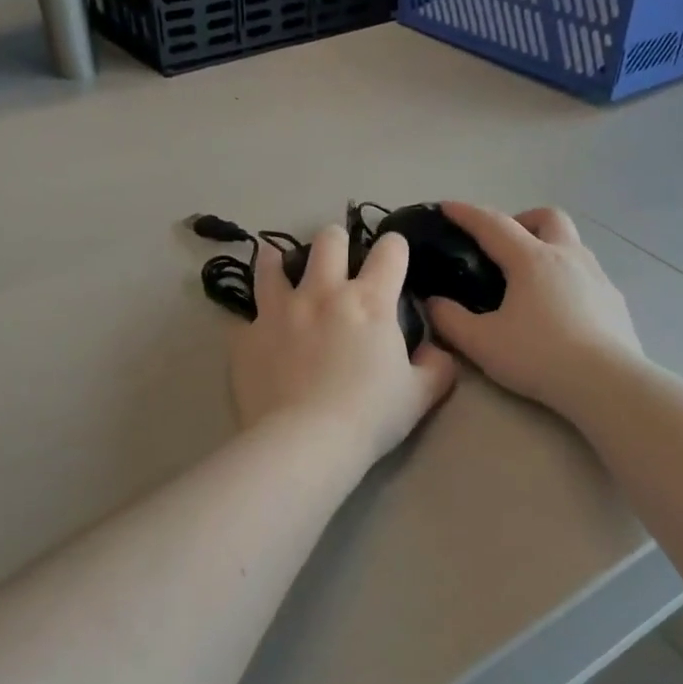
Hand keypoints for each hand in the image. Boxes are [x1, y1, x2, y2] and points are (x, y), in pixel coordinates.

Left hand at [230, 225, 457, 467]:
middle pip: (329, 241)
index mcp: (370, 302)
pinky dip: (253, 317)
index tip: (393, 257)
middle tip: (338, 261)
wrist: (304, 442)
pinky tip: (257, 328)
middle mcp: (323, 293)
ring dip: (279, 260)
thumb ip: (436, 368)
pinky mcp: (247, 336)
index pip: (390, 250)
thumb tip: (437, 353)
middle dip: (337, 242)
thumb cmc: (369, 417)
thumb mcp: (419, 396)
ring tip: (280, 264)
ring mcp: (279, 311)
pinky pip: (245, 314)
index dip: (395, 248)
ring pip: (273, 264)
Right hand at [424, 203, 644, 414]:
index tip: (447, 207)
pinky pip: (587, 274)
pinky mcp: (615, 300)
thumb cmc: (539, 357)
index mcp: (531, 260)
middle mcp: (567, 256)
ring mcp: (597, 276)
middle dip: (521, 220)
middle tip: (503, 247)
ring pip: (571, 243)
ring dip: (548, 247)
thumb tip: (433, 303)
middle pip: (546, 217)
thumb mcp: (481, 343)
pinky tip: (559, 309)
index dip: (467, 213)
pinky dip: (567, 277)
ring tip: (529, 281)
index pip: (493, 224)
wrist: (607, 383)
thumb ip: (450, 320)